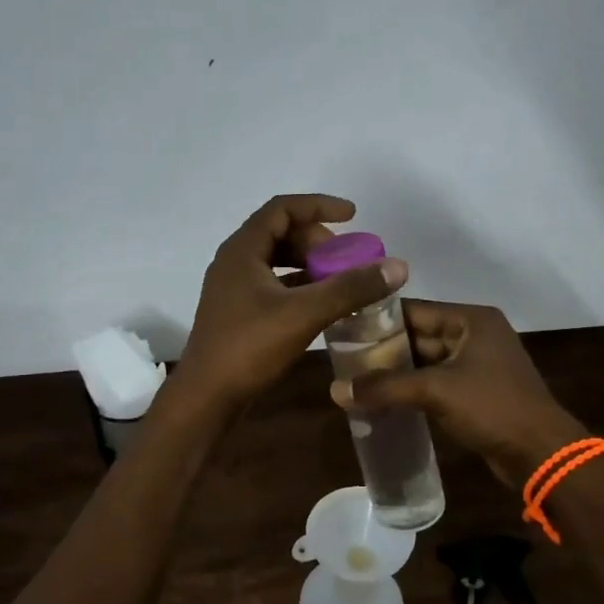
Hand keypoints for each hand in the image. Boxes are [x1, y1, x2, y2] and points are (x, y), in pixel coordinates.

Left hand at [175, 195, 407, 411]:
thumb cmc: (249, 347)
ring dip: (309, 264)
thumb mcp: (305, 313)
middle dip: (317, 240)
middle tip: (347, 258)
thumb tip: (397, 266)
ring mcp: (233, 289)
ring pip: (277, 262)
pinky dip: (300, 287)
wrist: (206, 397)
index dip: (318, 206)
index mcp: (242, 250)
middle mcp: (234, 262)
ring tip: (339, 279)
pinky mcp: (238, 313)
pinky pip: (273, 286)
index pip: (282, 209)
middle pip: (280, 233)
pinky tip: (322, 305)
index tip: (352, 216)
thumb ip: (350, 288)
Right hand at [331, 300, 585, 486]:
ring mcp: (477, 364)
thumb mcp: (435, 391)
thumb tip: (335, 390)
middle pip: (418, 335)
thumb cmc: (492, 407)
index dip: (378, 320)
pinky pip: (436, 383)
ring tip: (356, 381)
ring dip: (396, 373)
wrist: (542, 453)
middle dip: (383, 349)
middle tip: (343, 360)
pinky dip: (412, 390)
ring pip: (426, 362)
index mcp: (471, 319)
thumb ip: (385, 387)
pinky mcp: (477, 392)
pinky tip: (384, 401)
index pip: (414, 310)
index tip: (343, 331)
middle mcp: (475, 334)